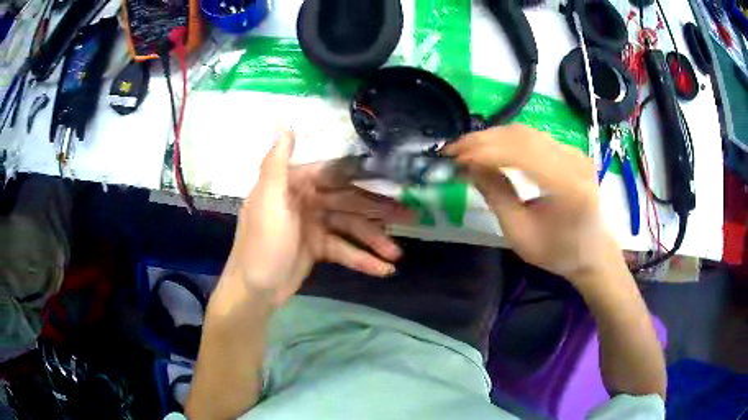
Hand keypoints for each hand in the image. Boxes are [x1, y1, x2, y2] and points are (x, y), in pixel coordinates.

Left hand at [223, 129, 409, 307]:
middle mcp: (308, 200)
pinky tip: (383, 269)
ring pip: (352, 228)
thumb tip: (284, 124)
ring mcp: (315, 226)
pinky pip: (345, 250)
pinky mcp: (319, 249)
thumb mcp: (268, 201)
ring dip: (375, 241)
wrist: (253, 289)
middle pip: (350, 202)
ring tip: (398, 255)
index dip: (365, 176)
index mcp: (295, 184)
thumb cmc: (261, 243)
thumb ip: (277, 162)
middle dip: (379, 211)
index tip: (394, 178)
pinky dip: (363, 260)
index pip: (337, 175)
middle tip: (410, 216)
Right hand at [445, 124, 619, 282]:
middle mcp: (575, 161)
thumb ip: (496, 196)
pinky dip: (508, 140)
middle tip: (454, 149)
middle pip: (523, 136)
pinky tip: (491, 147)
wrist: (592, 252)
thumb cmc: (558, 252)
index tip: (454, 158)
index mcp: (569, 188)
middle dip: (484, 139)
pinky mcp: (572, 151)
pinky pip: (535, 137)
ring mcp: (575, 152)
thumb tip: (468, 165)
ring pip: (527, 132)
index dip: (485, 151)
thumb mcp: (520, 235)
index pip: (521, 154)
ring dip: (493, 136)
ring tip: (467, 148)